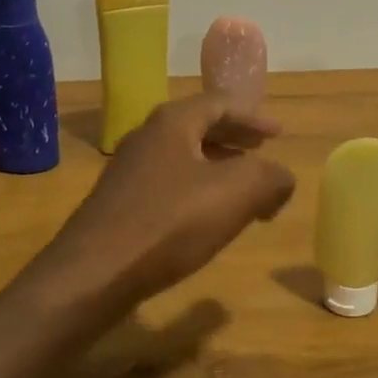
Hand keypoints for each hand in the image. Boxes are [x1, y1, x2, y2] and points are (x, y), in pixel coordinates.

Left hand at [36, 94, 295, 318]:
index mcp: (173, 123)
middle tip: (262, 150)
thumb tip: (282, 179)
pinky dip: (197, 190)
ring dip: (217, 167)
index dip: (253, 117)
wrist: (94, 273)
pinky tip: (207, 218)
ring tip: (243, 188)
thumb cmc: (169, 223)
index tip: (278, 133)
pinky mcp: (120, 204)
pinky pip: (169, 184)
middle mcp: (147, 138)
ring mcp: (128, 172)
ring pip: (184, 157)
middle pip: (199, 127)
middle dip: (235, 139)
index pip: (220, 104)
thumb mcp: (236, 194)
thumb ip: (270, 178)